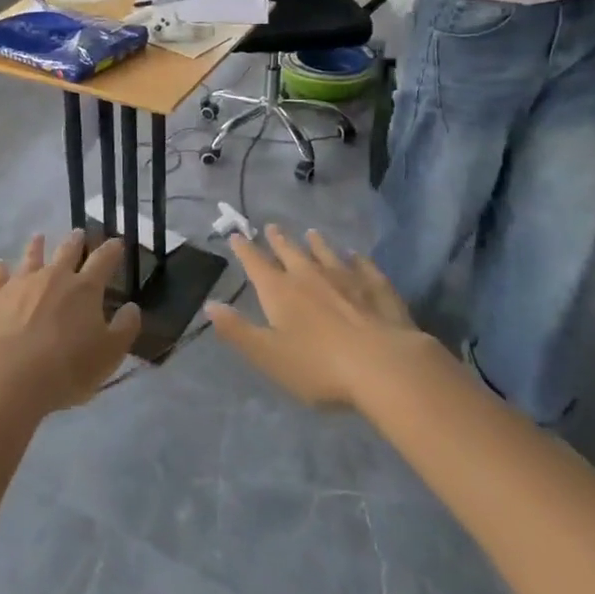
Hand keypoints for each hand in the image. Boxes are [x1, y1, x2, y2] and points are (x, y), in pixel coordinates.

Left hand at [0, 232, 137, 411]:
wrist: (12, 375)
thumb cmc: (68, 367)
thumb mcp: (109, 354)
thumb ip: (125, 328)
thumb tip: (132, 307)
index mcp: (84, 289)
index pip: (103, 261)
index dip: (111, 250)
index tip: (117, 242)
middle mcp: (53, 276)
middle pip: (66, 251)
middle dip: (75, 241)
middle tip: (79, 233)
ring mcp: (20, 282)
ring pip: (31, 257)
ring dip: (37, 246)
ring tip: (39, 237)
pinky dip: (0, 269)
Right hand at [208, 226, 422, 408]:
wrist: (385, 366)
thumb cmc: (318, 365)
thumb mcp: (267, 354)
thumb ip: (237, 330)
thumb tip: (209, 304)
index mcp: (279, 291)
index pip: (256, 263)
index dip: (244, 249)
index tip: (236, 235)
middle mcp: (310, 276)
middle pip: (290, 252)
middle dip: (279, 240)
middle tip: (272, 226)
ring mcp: (347, 279)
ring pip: (327, 254)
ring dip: (317, 244)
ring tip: (311, 233)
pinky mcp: (378, 289)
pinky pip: (365, 267)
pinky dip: (358, 259)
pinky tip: (358, 255)